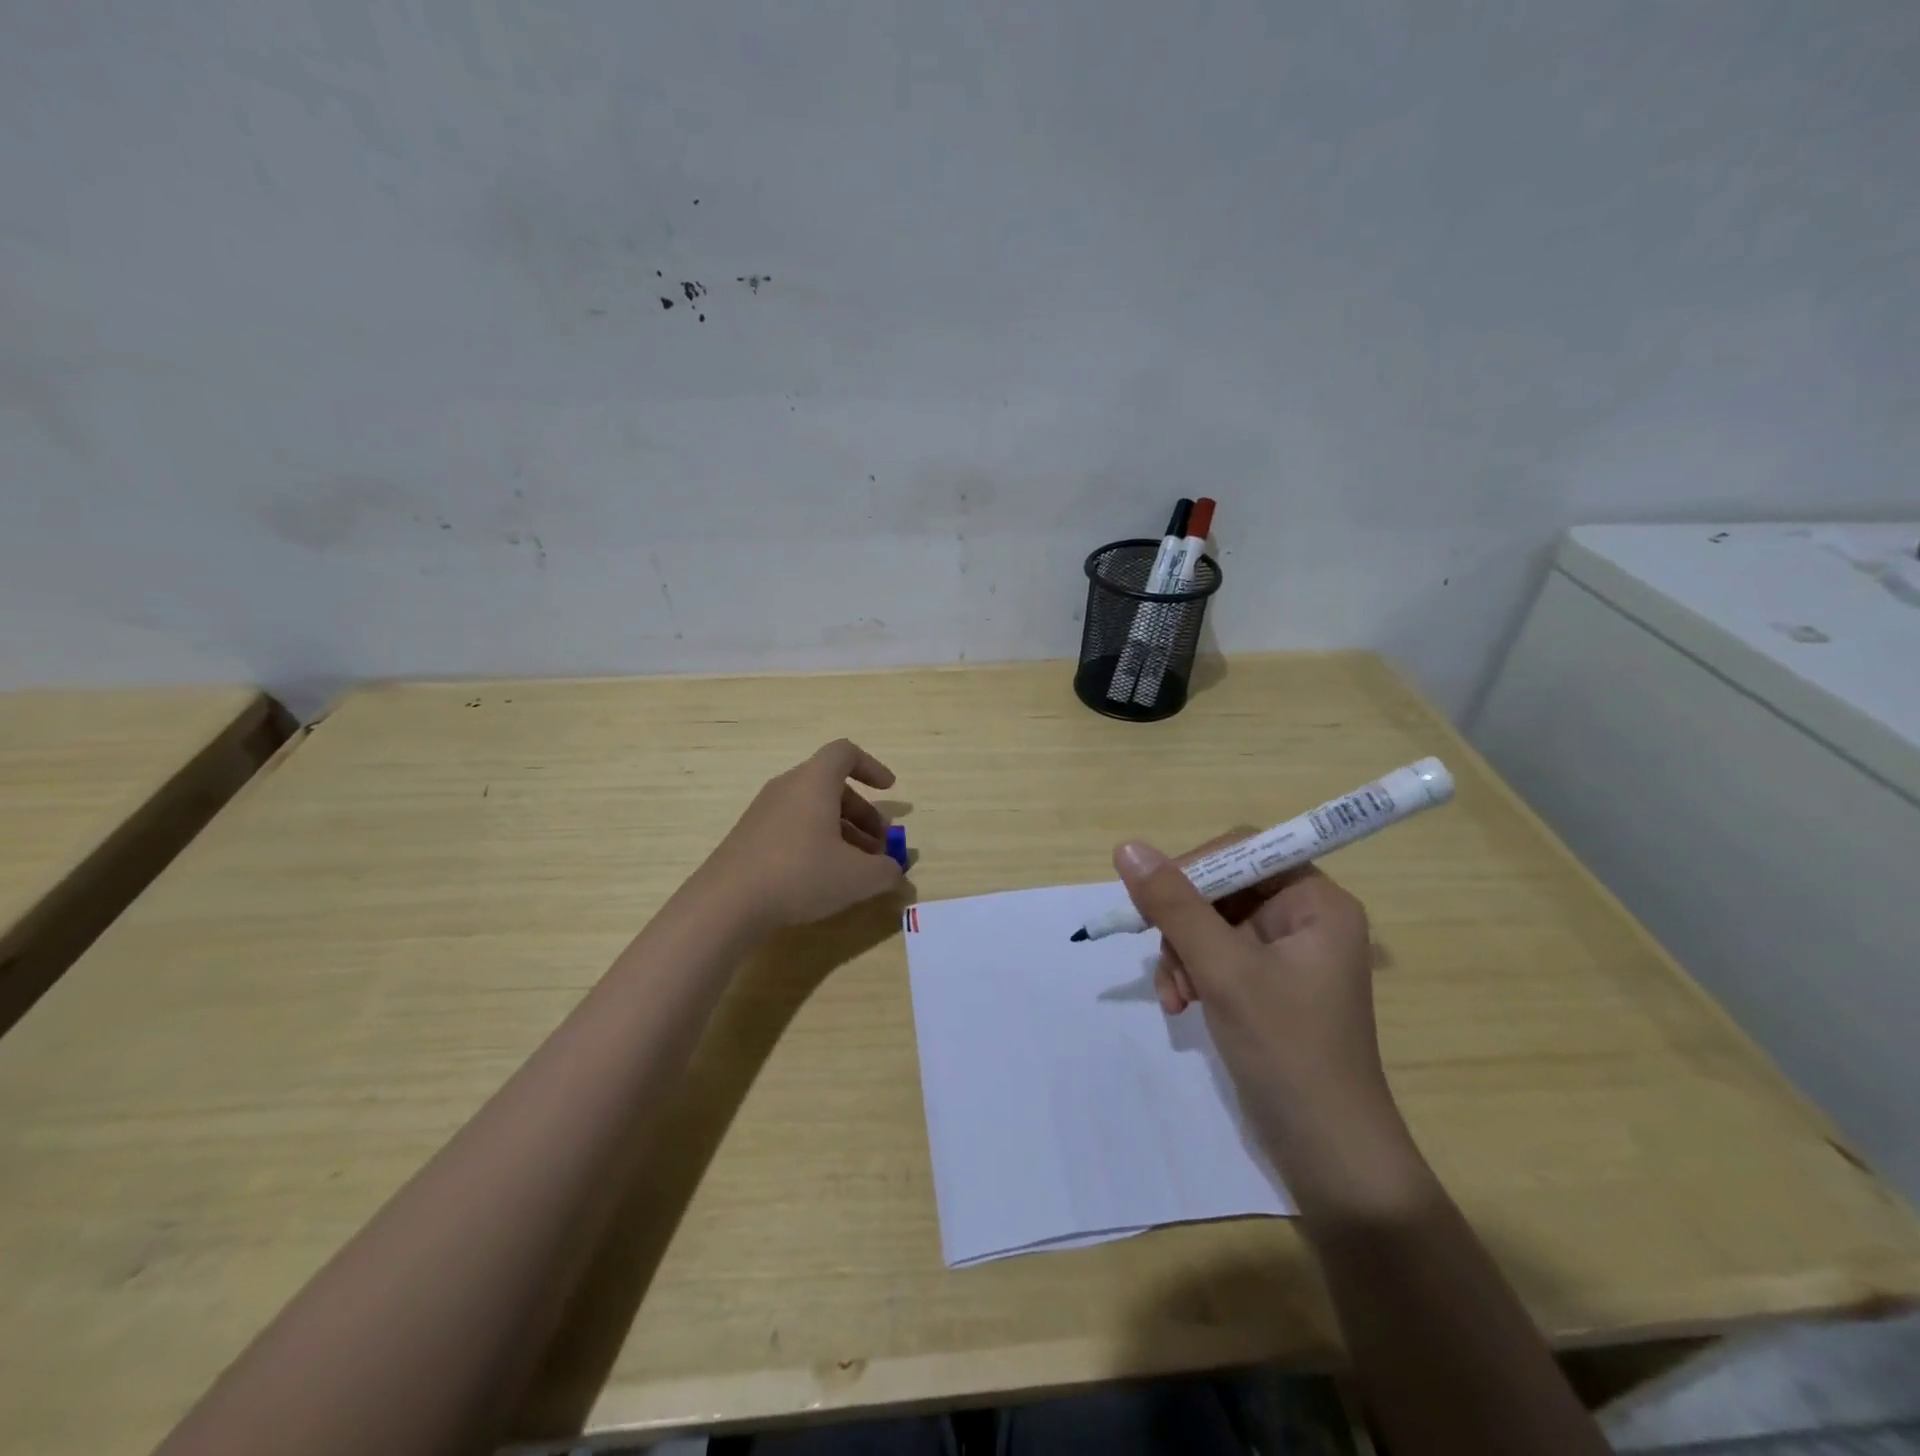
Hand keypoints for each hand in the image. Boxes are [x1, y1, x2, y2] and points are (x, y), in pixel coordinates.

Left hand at [703, 740, 905, 931]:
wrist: (726, 903)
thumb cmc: (800, 874)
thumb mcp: (858, 877)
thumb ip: (886, 870)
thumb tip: (894, 869)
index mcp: (814, 782)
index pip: (845, 753)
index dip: (872, 767)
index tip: (890, 790)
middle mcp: (787, 788)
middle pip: (832, 787)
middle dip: (863, 813)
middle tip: (880, 846)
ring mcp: (764, 812)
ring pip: (813, 810)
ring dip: (842, 832)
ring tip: (858, 868)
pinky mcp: (750, 838)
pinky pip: (793, 828)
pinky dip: (817, 843)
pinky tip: (824, 878)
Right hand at [1114, 842, 1408, 1178]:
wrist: (1329, 1156)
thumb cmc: (1287, 1051)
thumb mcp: (1224, 970)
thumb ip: (1174, 905)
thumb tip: (1127, 848)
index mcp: (1316, 902)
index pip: (1243, 850)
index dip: (1194, 868)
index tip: (1154, 901)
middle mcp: (1305, 919)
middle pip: (1222, 888)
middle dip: (1184, 925)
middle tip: (1167, 963)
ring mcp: (1286, 955)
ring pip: (1211, 924)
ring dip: (1182, 954)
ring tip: (1175, 996)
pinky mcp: (1269, 986)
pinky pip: (1216, 956)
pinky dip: (1192, 974)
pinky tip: (1181, 1007)